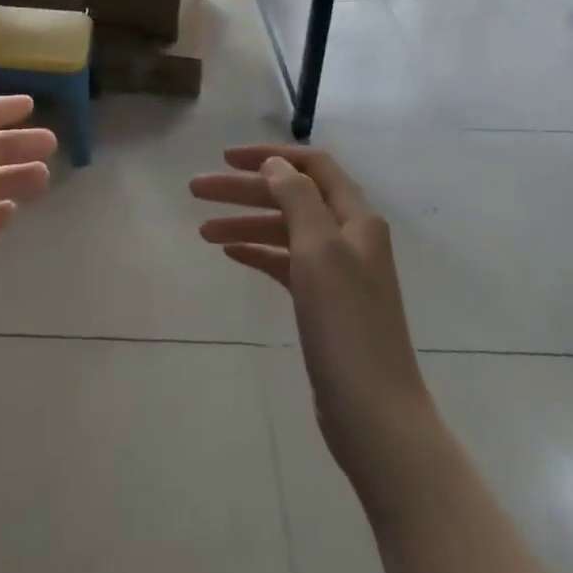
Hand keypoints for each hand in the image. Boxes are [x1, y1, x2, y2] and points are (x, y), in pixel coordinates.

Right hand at [190, 146, 430, 501]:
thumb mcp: (319, 249)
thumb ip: (296, 197)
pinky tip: (231, 254)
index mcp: (356, 217)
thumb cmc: (346, 325)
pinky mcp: (324, 304)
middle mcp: (348, 236)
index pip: (311, 165)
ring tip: (202, 231)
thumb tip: (274, 164)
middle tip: (196, 190)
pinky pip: (285, 262)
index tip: (226, 158)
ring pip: (284, 230)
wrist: (375, 417)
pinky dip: (258, 252)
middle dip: (244, 189)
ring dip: (245, 222)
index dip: (269, 155)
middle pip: (291, 196)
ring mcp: (337, 272)